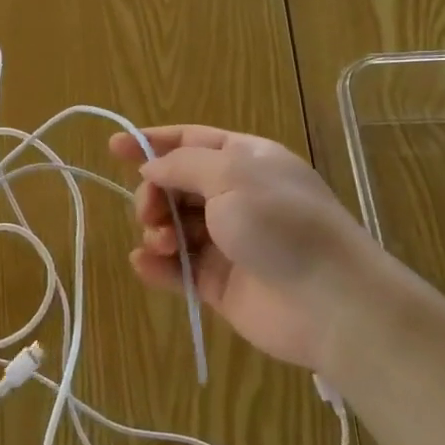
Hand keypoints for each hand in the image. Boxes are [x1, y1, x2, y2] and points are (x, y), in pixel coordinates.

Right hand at [108, 125, 387, 372]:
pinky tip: (146, 265)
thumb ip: (182, 165)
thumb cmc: (281, 224)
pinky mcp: (219, 283)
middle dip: (153, 195)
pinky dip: (158, 266)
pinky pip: (178, 269)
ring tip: (165, 245)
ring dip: (157, 231)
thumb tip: (151, 168)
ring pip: (173, 227)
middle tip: (150, 213)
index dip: (151, 142)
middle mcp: (236, 196)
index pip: (190, 141)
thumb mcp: (231, 175)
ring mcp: (228, 241)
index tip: (113, 148)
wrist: (331, 303)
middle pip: (175, 185)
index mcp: (245, 160)